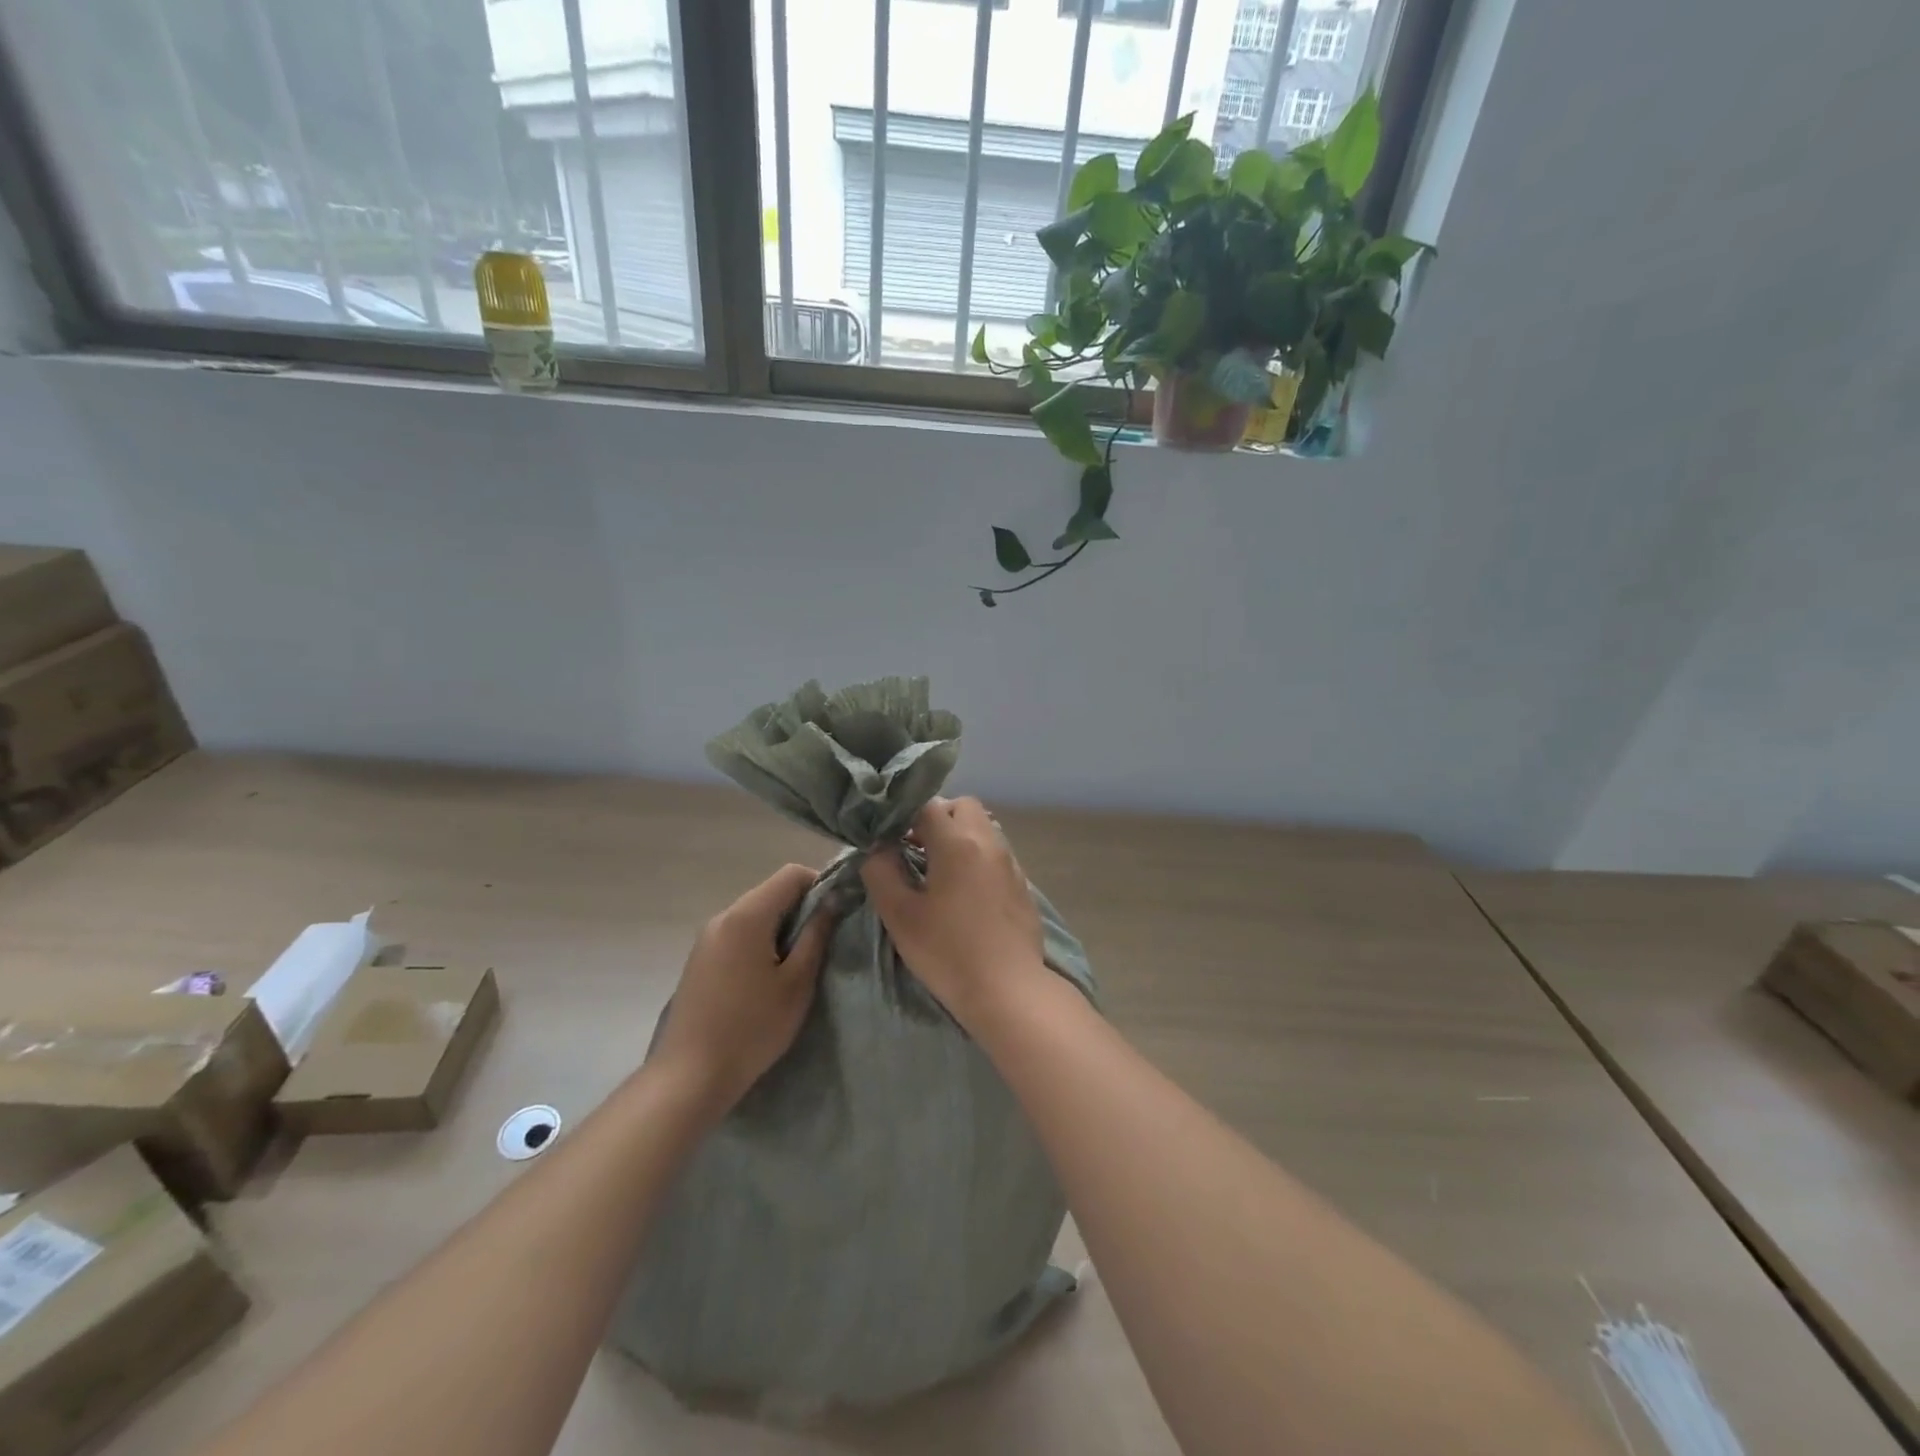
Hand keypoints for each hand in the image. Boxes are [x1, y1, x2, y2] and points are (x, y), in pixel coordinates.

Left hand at [652, 863, 834, 1111]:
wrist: (690, 1076)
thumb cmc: (752, 1028)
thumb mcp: (797, 983)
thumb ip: (817, 935)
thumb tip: (833, 900)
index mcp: (747, 916)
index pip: (791, 874)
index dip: (820, 885)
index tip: (837, 914)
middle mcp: (723, 917)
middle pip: (771, 892)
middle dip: (801, 908)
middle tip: (822, 943)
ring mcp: (707, 938)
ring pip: (755, 914)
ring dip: (781, 927)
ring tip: (797, 964)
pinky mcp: (700, 959)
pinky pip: (738, 934)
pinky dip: (760, 942)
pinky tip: (767, 978)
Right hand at [859, 796, 1046, 1029]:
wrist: (1008, 989)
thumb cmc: (947, 952)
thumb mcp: (900, 915)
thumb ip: (881, 872)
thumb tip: (877, 848)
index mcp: (957, 843)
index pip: (927, 805)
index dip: (903, 815)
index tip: (889, 838)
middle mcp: (988, 842)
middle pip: (962, 806)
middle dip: (937, 818)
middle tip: (916, 849)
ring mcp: (1010, 863)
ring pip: (983, 827)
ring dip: (959, 837)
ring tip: (939, 872)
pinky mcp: (1022, 885)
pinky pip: (996, 853)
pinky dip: (978, 858)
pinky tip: (965, 893)